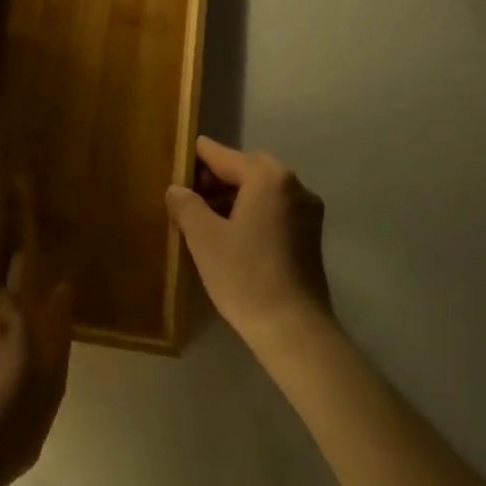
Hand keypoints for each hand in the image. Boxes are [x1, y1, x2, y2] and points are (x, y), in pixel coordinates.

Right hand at [166, 138, 331, 351]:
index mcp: (268, 178)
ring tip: (202, 216)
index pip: (223, 155)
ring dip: (233, 196)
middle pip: (246, 169)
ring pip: (261, 190)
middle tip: (186, 194)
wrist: (293, 329)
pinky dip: (251, 212)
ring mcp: (307, 211)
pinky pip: (274, 209)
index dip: (196, 157)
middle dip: (215, 178)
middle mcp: (294, 185)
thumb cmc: (244, 275)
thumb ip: (186, 204)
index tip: (175, 158)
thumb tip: (177, 189)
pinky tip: (229, 233)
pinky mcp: (310, 235)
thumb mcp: (204, 237)